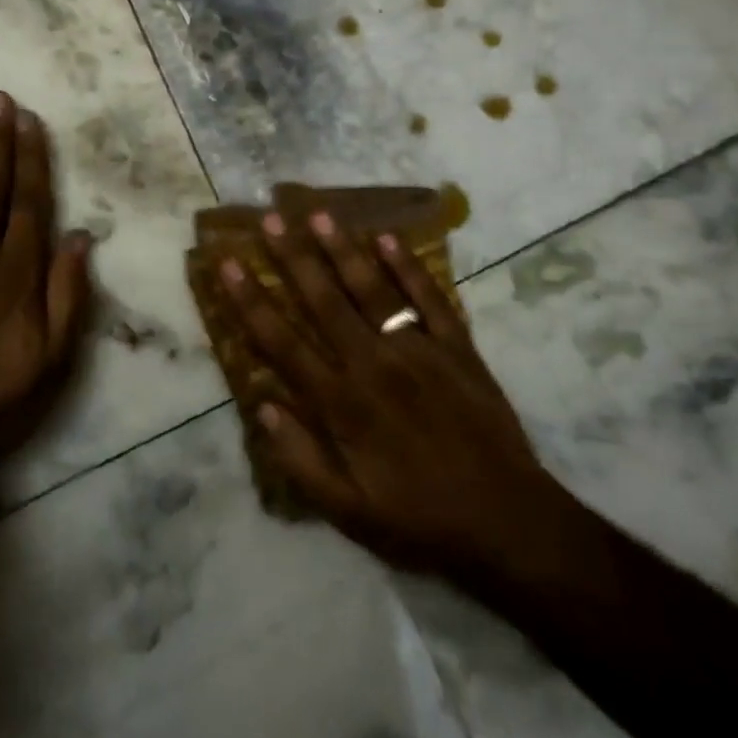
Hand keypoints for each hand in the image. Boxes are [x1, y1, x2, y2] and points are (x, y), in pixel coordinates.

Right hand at [214, 212, 557, 578]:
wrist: (509, 523)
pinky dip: (408, 267)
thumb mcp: (348, 512)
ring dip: (342, 250)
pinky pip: (429, 298)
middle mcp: (374, 364)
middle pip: (324, 301)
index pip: (282, 341)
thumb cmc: (420, 520)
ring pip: (372, 289)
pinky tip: (388, 237)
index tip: (228, 263)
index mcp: (343, 404)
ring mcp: (419, 350)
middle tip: (270, 218)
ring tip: (318, 214)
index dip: (250, 301)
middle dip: (292, 257)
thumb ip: (300, 459)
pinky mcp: (457, 347)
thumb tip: (262, 405)